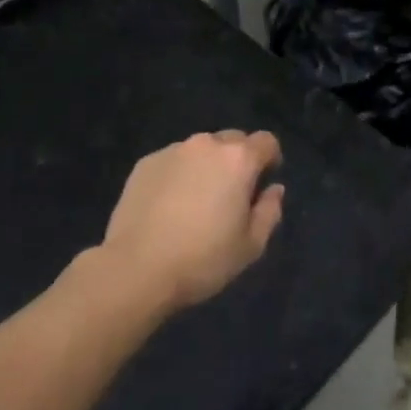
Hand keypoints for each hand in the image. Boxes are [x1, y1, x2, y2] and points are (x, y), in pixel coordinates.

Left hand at [101, 131, 284, 311]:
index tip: (262, 184)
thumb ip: (269, 211)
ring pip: (200, 150)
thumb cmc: (202, 259)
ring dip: (206, 167)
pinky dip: (178, 175)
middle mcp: (206, 144)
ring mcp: (173, 151)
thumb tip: (274, 189)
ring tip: (195, 202)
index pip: (266, 142)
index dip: (270, 160)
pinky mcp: (145, 163)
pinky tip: (168, 206)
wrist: (136, 268)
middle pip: (233, 140)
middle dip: (237, 161)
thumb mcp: (250, 246)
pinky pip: (173, 161)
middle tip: (230, 196)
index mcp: (238, 159)